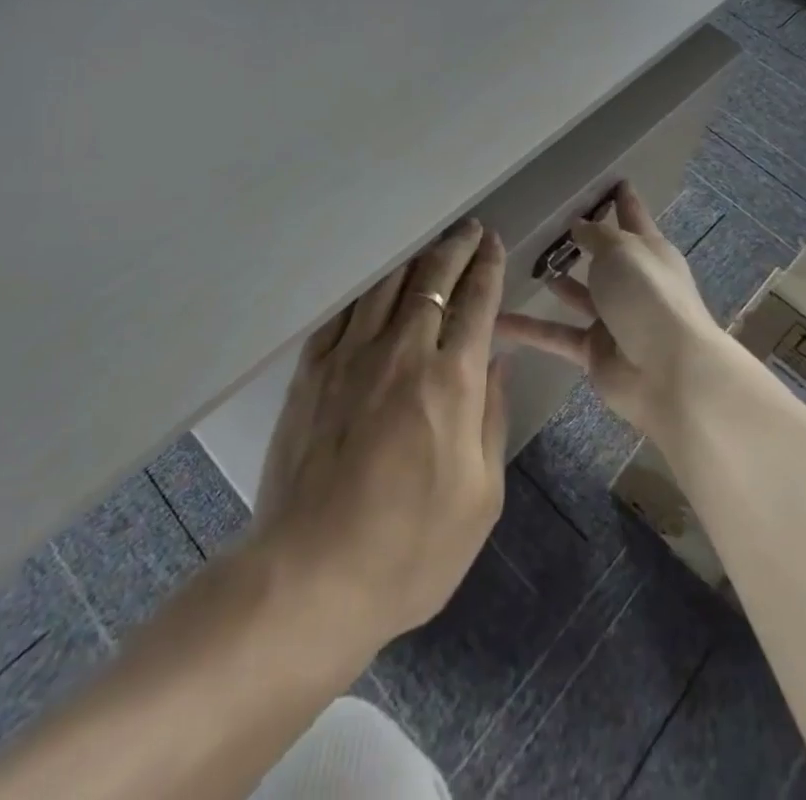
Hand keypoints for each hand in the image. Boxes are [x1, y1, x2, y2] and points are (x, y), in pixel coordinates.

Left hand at [251, 220, 508, 651]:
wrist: (309, 577)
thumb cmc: (409, 550)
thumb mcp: (480, 498)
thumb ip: (492, 418)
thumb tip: (496, 362)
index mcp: (450, 382)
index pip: (476, 304)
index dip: (488, 268)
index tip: (494, 245)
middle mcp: (402, 352)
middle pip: (433, 280)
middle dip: (456, 248)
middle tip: (469, 230)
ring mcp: (350, 357)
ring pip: (387, 285)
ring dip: (414, 258)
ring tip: (430, 243)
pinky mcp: (311, 371)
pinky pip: (343, 311)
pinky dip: (366, 288)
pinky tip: (374, 282)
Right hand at [496, 183, 726, 440]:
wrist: (669, 372)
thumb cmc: (648, 296)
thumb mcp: (621, 250)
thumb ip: (596, 235)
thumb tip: (579, 225)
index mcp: (648, 251)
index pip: (633, 216)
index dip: (623, 199)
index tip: (614, 180)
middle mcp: (633, 281)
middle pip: (605, 256)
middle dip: (581, 242)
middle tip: (546, 225)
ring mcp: (614, 318)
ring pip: (579, 294)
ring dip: (556, 282)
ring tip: (521, 264)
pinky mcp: (594, 350)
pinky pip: (556, 334)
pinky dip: (530, 329)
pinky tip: (497, 320)